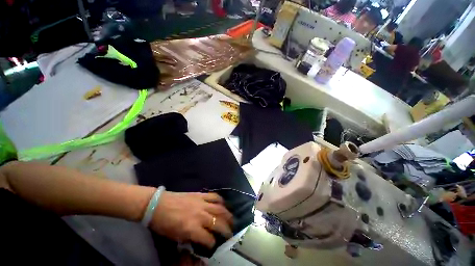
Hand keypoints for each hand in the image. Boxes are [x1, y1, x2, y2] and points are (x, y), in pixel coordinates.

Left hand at [149, 192, 232, 248]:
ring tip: (231, 219)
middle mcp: (200, 216)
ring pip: (220, 209)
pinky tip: (223, 204)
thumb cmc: (164, 224)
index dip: (212, 244)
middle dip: (226, 229)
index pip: (208, 239)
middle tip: (230, 232)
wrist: (158, 204)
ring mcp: (202, 203)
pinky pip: (214, 196)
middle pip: (218, 223)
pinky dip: (221, 200)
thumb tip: (201, 239)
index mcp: (192, 229)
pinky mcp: (201, 195)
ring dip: (227, 215)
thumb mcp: (176, 237)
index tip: (213, 245)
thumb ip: (191, 238)